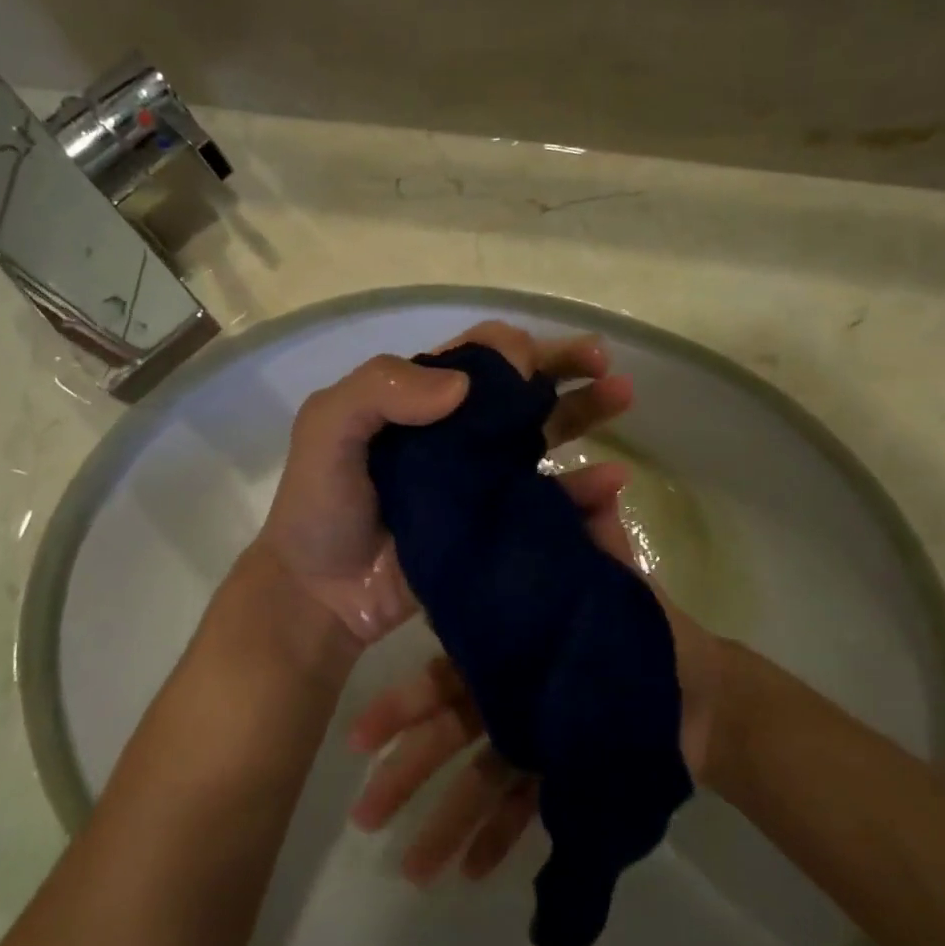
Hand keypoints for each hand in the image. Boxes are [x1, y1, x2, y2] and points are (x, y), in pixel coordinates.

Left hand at [253, 320, 633, 643]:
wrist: (322, 596)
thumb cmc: (321, 509)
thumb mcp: (327, 430)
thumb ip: (379, 390)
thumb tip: (462, 385)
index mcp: (416, 400)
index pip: (475, 358)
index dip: (511, 349)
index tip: (536, 361)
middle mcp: (454, 433)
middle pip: (519, 389)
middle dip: (563, 367)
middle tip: (604, 363)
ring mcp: (480, 480)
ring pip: (542, 434)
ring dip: (585, 412)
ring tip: (623, 396)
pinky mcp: (497, 525)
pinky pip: (548, 499)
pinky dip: (583, 487)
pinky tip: (611, 481)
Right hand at [345, 471, 721, 884]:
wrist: (700, 691)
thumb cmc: (645, 632)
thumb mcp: (615, 583)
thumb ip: (599, 540)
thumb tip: (603, 481)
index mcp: (508, 650)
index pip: (443, 678)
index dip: (401, 708)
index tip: (360, 738)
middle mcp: (507, 696)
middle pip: (447, 739)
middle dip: (405, 777)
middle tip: (364, 818)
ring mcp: (531, 740)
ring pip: (478, 783)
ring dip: (444, 825)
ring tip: (411, 872)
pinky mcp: (559, 776)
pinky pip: (525, 811)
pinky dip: (502, 839)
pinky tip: (473, 875)